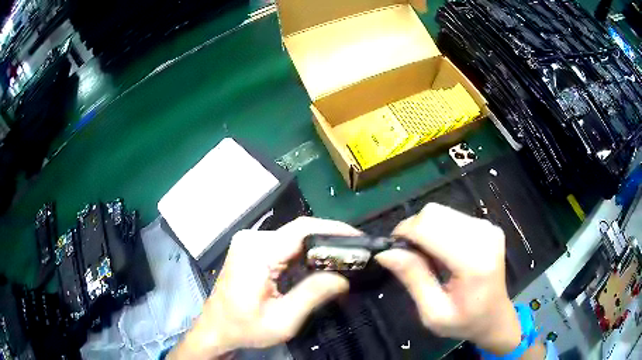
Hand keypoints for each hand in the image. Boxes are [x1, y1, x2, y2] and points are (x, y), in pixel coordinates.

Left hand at [168, 217, 359, 359]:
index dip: (334, 229)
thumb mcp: (282, 320)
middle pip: (299, 231)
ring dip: (318, 247)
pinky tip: (318, 264)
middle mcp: (252, 239)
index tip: (359, 238)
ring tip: (342, 260)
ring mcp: (249, 242)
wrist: (216, 328)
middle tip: (355, 254)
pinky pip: (284, 244)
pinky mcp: (251, 248)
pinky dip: (304, 252)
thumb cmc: (245, 328)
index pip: (302, 229)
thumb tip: (342, 278)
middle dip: (329, 240)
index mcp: (257, 252)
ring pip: (293, 237)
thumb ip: (312, 295)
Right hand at [375, 203, 521, 354]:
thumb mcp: (433, 312)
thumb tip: (385, 253)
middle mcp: (483, 235)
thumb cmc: (464, 322)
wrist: (495, 317)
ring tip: (425, 257)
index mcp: (473, 260)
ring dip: (424, 230)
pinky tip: (440, 251)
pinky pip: (451, 216)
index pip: (429, 227)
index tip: (392, 251)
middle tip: (407, 257)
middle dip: (412, 230)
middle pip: (434, 213)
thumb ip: (413, 279)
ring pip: (440, 211)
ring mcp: (487, 227)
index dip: (404, 233)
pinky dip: (437, 230)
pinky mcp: (487, 225)